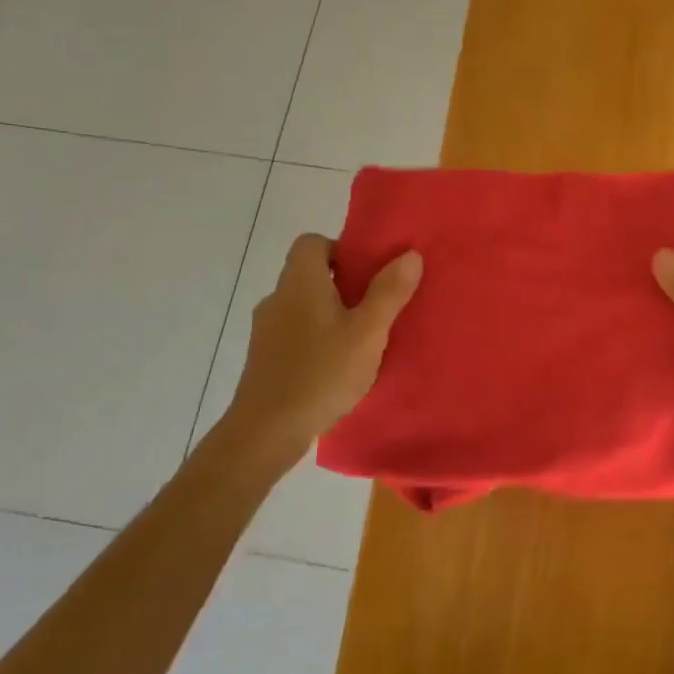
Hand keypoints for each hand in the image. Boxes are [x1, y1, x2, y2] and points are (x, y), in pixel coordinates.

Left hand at [226, 234, 421, 466]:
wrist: (266, 431)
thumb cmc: (321, 373)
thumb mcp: (367, 332)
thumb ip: (389, 292)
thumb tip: (410, 254)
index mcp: (300, 282)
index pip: (312, 242)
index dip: (341, 249)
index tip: (367, 272)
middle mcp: (278, 298)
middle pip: (310, 274)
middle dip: (343, 285)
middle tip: (375, 307)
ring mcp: (266, 330)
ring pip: (303, 306)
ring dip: (330, 314)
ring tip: (361, 340)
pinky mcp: (264, 358)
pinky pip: (294, 333)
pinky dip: (316, 339)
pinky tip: (336, 366)